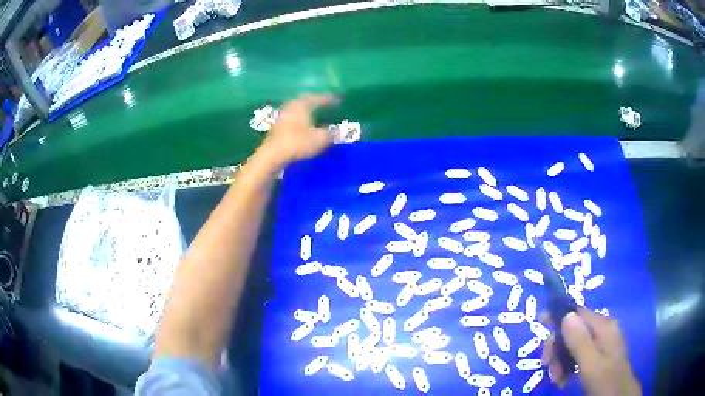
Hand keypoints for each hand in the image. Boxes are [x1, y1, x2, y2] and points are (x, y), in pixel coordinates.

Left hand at [258, 94, 336, 167]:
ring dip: (305, 111)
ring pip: (296, 110)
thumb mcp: (320, 139)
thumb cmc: (298, 143)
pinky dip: (299, 120)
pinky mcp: (276, 128)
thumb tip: (339, 132)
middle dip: (315, 102)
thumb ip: (331, 134)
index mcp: (302, 105)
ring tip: (314, 115)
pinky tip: (303, 127)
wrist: (273, 155)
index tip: (338, 100)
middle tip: (324, 103)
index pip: (318, 98)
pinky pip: (291, 119)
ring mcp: (282, 117)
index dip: (329, 99)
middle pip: (304, 101)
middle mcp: (291, 107)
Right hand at [541, 309, 640, 395]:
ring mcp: (601, 342)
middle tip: (548, 367)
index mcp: (603, 326)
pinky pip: (578, 355)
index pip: (578, 312)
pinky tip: (564, 380)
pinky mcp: (599, 355)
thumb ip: (580, 341)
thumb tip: (566, 315)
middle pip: (573, 329)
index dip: (559, 315)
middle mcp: (603, 329)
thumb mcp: (591, 365)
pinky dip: (568, 367)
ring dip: (561, 361)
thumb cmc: (606, 380)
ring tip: (558, 380)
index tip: (540, 322)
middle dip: (558, 348)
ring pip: (573, 344)